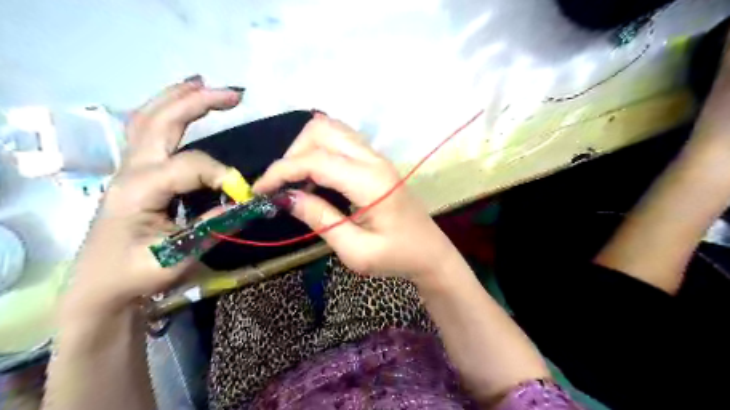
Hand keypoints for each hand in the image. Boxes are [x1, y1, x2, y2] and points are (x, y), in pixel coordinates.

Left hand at [65, 79, 241, 316]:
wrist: (101, 287)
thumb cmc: (137, 274)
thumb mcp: (179, 256)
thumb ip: (215, 225)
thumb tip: (247, 204)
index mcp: (138, 190)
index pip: (189, 165)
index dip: (223, 175)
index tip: (245, 195)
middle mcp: (131, 169)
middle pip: (161, 121)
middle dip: (199, 103)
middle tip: (235, 95)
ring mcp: (130, 168)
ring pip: (149, 118)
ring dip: (178, 98)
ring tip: (207, 86)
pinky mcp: (136, 172)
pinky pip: (148, 131)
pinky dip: (167, 112)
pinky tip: (183, 105)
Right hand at [254, 113, 457, 282]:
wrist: (430, 252)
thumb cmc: (396, 257)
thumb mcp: (356, 251)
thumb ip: (321, 220)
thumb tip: (286, 197)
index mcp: (370, 183)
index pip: (316, 160)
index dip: (282, 171)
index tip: (259, 190)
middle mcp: (374, 160)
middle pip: (321, 131)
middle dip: (292, 154)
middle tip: (283, 187)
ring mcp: (377, 157)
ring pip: (331, 129)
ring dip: (306, 149)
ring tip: (297, 181)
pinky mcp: (376, 161)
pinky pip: (342, 140)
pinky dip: (320, 150)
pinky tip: (316, 176)